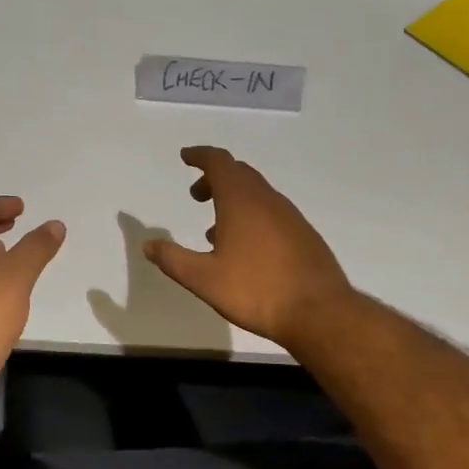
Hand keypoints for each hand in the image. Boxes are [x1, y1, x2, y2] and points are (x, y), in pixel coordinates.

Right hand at [143, 146, 354, 352]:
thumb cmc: (256, 290)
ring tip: (215, 230)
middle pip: (239, 173)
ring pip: (257, 194)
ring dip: (233, 200)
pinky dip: (252, 216)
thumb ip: (173, 259)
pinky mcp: (303, 235)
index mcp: (241, 200)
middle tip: (196, 195)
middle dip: (214, 178)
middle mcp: (267, 199)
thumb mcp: (204, 279)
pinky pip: (271, 212)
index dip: (200, 156)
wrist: (320, 312)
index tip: (185, 157)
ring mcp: (290, 216)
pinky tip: (246, 249)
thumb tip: (148, 244)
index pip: (219, 162)